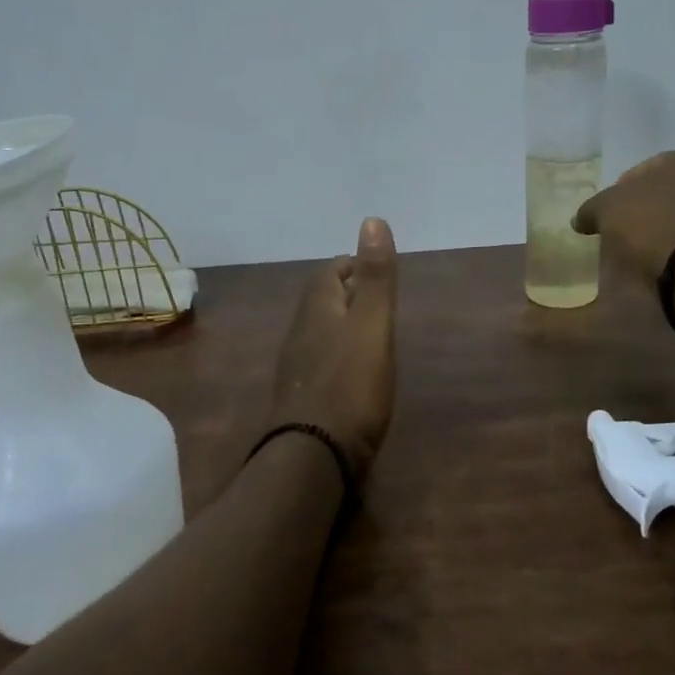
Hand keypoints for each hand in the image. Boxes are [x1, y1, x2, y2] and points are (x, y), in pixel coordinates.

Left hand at [268, 218, 398, 478]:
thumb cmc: (351, 385)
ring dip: (342, 324)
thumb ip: (375, 277)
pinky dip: (338, 354)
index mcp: (317, 309)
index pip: (330, 271)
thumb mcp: (373, 325)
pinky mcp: (301, 397)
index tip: (375, 268)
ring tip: (371, 332)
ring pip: (319, 331)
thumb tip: (372, 219)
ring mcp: (297, 367)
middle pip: (321, 300)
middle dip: (347, 292)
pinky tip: (354, 372)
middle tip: (378, 299)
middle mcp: (300, 332)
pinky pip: (320, 361)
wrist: (313, 455)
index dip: (352, 265)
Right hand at [572, 152, 674, 285]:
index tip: (607, 213)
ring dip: (659, 232)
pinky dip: (674, 251)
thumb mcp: (605, 209)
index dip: (619, 190)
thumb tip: (580, 219)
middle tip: (620, 232)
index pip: (642, 170)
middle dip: (642, 211)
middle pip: (663, 195)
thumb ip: (590, 209)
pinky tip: (657, 264)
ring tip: (637, 253)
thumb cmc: (649, 222)